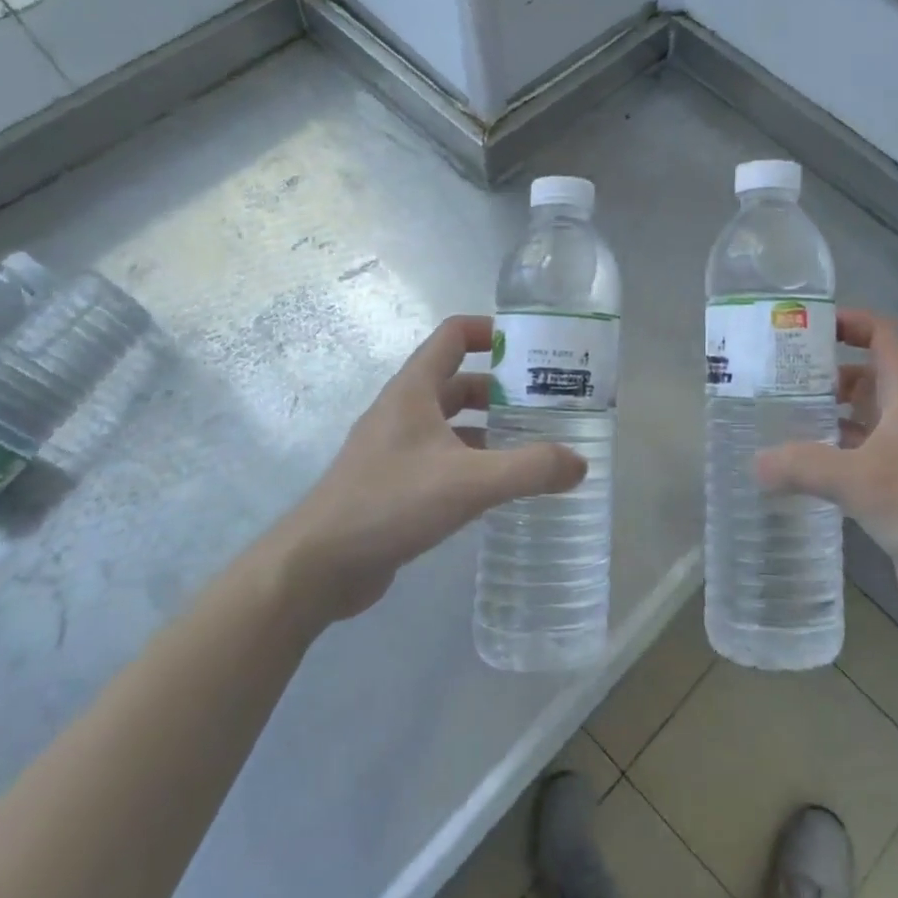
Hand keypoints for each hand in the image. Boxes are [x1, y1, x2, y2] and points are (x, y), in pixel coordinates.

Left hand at [286, 315, 587, 618]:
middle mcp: (404, 410)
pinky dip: (474, 461)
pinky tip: (501, 486)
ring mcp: (396, 448)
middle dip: (503, 388)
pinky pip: (443, 457)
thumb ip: (529, 469)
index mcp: (414, 390)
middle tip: (548, 403)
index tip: (532, 347)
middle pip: (459, 380)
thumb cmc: (390, 503)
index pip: (454, 335)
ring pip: (453, 422)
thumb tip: (580, 463)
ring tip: (535, 443)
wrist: (317, 566)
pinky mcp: (395, 483)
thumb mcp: (469, 481)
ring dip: (490, 427)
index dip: (491, 331)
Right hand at [755, 309, 897, 633]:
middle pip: (861, 379)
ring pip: (853, 424)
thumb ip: (805, 466)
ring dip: (818, 419)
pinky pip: (849, 466)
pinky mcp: (890, 498)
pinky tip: (788, 473)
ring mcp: (897, 462)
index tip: (804, 326)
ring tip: (769, 421)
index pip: (883, 338)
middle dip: (819, 374)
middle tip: (769, 380)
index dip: (850, 321)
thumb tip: (753, 463)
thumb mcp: (865, 479)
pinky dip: (821, 463)